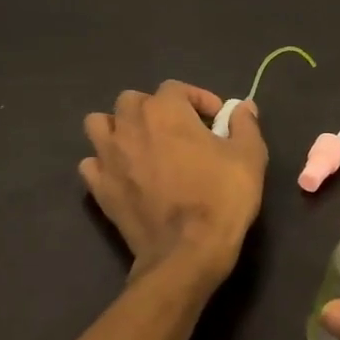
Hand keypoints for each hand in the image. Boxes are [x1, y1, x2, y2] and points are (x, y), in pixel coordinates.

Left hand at [81, 80, 267, 282]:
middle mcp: (130, 125)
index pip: (175, 87)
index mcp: (165, 111)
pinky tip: (124, 174)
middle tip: (178, 131)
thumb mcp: (249, 156)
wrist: (187, 252)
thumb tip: (244, 107)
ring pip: (99, 124)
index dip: (198, 98)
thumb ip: (245, 124)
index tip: (216, 120)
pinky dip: (104, 163)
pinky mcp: (99, 188)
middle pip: (132, 100)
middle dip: (154, 109)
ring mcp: (108, 157)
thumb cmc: (221, 197)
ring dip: (118, 128)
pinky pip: (91, 163)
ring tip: (141, 144)